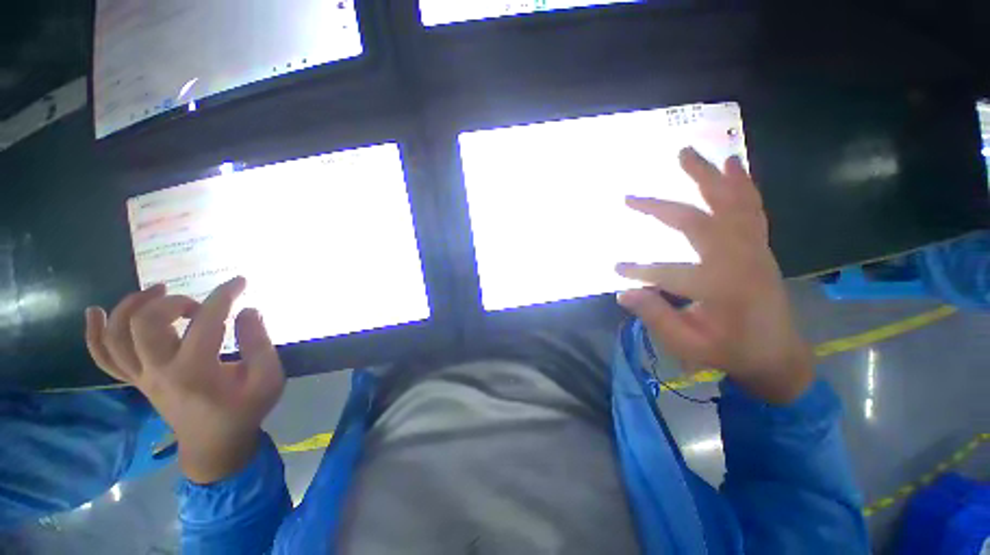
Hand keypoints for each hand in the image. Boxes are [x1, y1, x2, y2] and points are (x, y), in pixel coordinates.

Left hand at [85, 277, 284, 482]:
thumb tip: (247, 310)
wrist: (215, 444)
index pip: (206, 321)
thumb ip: (259, 343)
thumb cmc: (245, 409)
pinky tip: (95, 312)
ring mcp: (143, 377)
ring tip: (155, 292)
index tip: (239, 282)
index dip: (224, 295)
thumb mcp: (267, 378)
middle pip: (146, 323)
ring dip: (131, 306)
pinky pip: (105, 357)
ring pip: (118, 336)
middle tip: (197, 305)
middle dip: (172, 301)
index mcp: (196, 371)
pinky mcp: (137, 381)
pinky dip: (94, 334)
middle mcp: (161, 371)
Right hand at [616, 148, 813, 403]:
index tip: (616, 269)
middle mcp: (740, 260)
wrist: (778, 355)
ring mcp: (754, 249)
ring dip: (708, 177)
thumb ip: (656, 317)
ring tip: (688, 153)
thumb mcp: (689, 344)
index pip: (669, 273)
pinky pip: (751, 208)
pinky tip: (733, 165)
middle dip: (661, 209)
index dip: (639, 271)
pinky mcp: (759, 246)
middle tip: (631, 197)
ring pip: (731, 204)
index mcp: (722, 288)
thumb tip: (623, 294)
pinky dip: (742, 184)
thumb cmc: (731, 352)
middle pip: (698, 223)